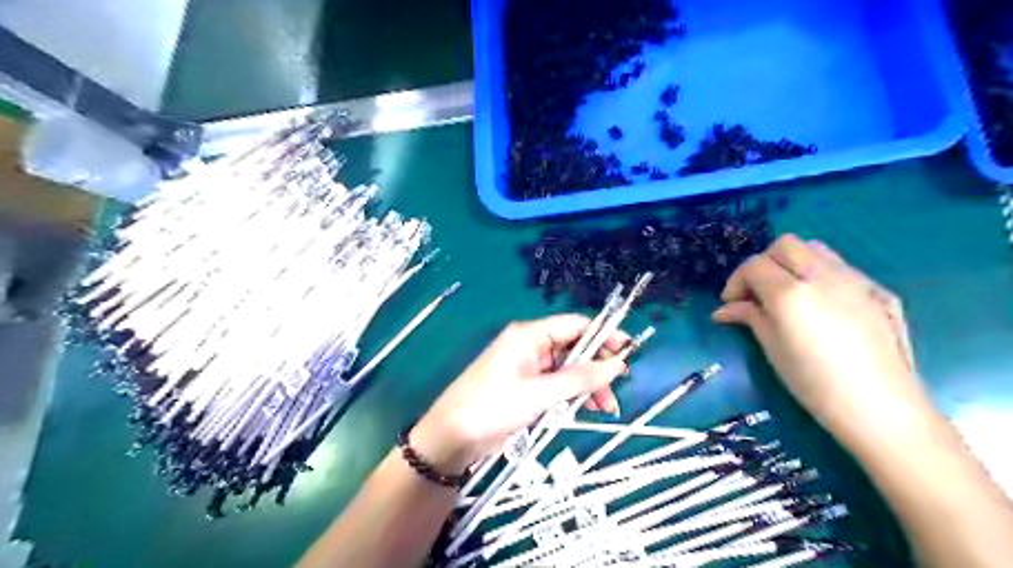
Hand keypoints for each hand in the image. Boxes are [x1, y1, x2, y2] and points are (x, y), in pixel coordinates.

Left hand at [409, 316, 626, 471]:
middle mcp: (531, 346)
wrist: (451, 438)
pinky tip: (584, 409)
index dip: (603, 335)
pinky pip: (557, 384)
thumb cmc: (491, 407)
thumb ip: (579, 378)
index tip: (629, 351)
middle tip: (616, 390)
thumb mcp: (538, 394)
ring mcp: (528, 368)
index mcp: (529, 335)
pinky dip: (573, 395)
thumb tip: (618, 363)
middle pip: (574, 347)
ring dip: (588, 385)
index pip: (574, 325)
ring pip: (569, 368)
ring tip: (605, 408)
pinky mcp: (527, 387)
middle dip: (597, 367)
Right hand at [711, 234, 932, 447]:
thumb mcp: (772, 349)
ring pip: (815, 249)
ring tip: (788, 293)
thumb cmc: (815, 383)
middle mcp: (822, 275)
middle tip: (757, 293)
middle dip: (764, 263)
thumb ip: (749, 318)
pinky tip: (820, 304)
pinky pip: (841, 266)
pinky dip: (820, 273)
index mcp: (790, 293)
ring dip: (793, 263)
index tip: (731, 304)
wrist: (881, 407)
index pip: (754, 265)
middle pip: (784, 245)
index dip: (736, 281)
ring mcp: (854, 279)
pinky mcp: (877, 290)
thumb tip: (725, 310)